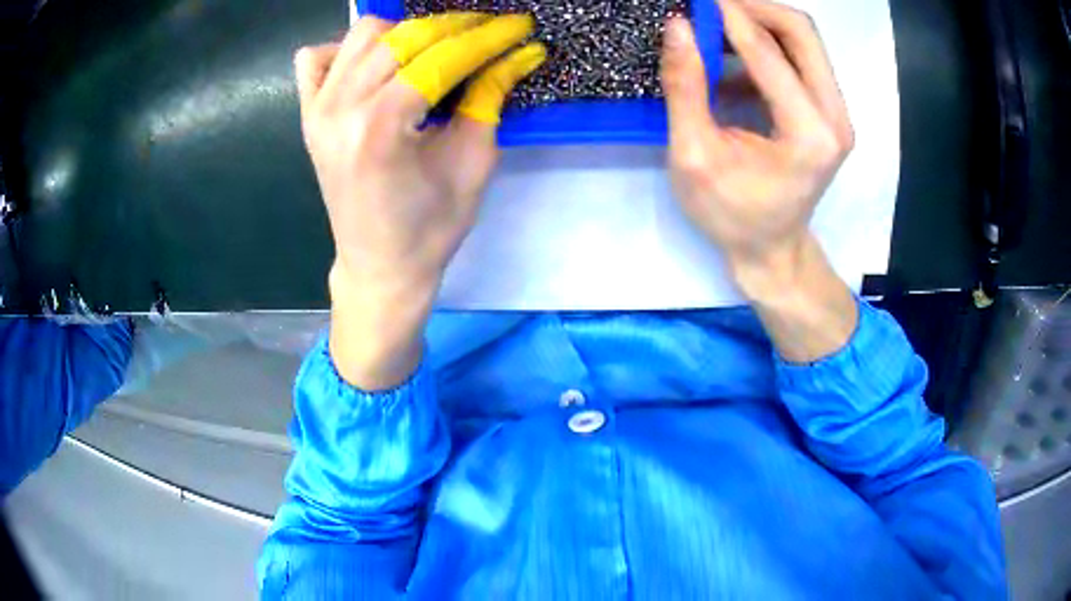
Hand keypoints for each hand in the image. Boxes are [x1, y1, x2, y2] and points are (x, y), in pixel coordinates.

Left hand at [294, 14, 544, 388]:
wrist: (378, 267)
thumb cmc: (430, 229)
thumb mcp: (473, 165)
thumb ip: (490, 99)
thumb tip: (517, 53)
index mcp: (381, 129)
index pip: (441, 58)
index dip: (486, 38)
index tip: (518, 26)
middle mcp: (340, 109)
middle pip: (403, 36)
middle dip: (453, 28)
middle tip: (486, 35)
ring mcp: (317, 110)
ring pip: (364, 35)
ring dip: (406, 33)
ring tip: (434, 51)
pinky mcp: (308, 115)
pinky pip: (317, 58)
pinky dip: (346, 50)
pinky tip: (373, 67)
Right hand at [660, 0, 853, 277]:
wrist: (772, 251)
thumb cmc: (731, 214)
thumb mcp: (694, 156)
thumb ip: (686, 87)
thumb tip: (678, 26)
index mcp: (808, 134)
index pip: (768, 51)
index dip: (728, 16)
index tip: (696, 0)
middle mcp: (835, 117)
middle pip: (802, 32)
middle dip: (753, 9)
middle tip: (710, 8)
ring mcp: (838, 114)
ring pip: (804, 41)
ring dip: (760, 25)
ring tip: (716, 31)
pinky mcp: (830, 113)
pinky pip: (802, 59)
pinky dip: (767, 48)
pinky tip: (734, 64)